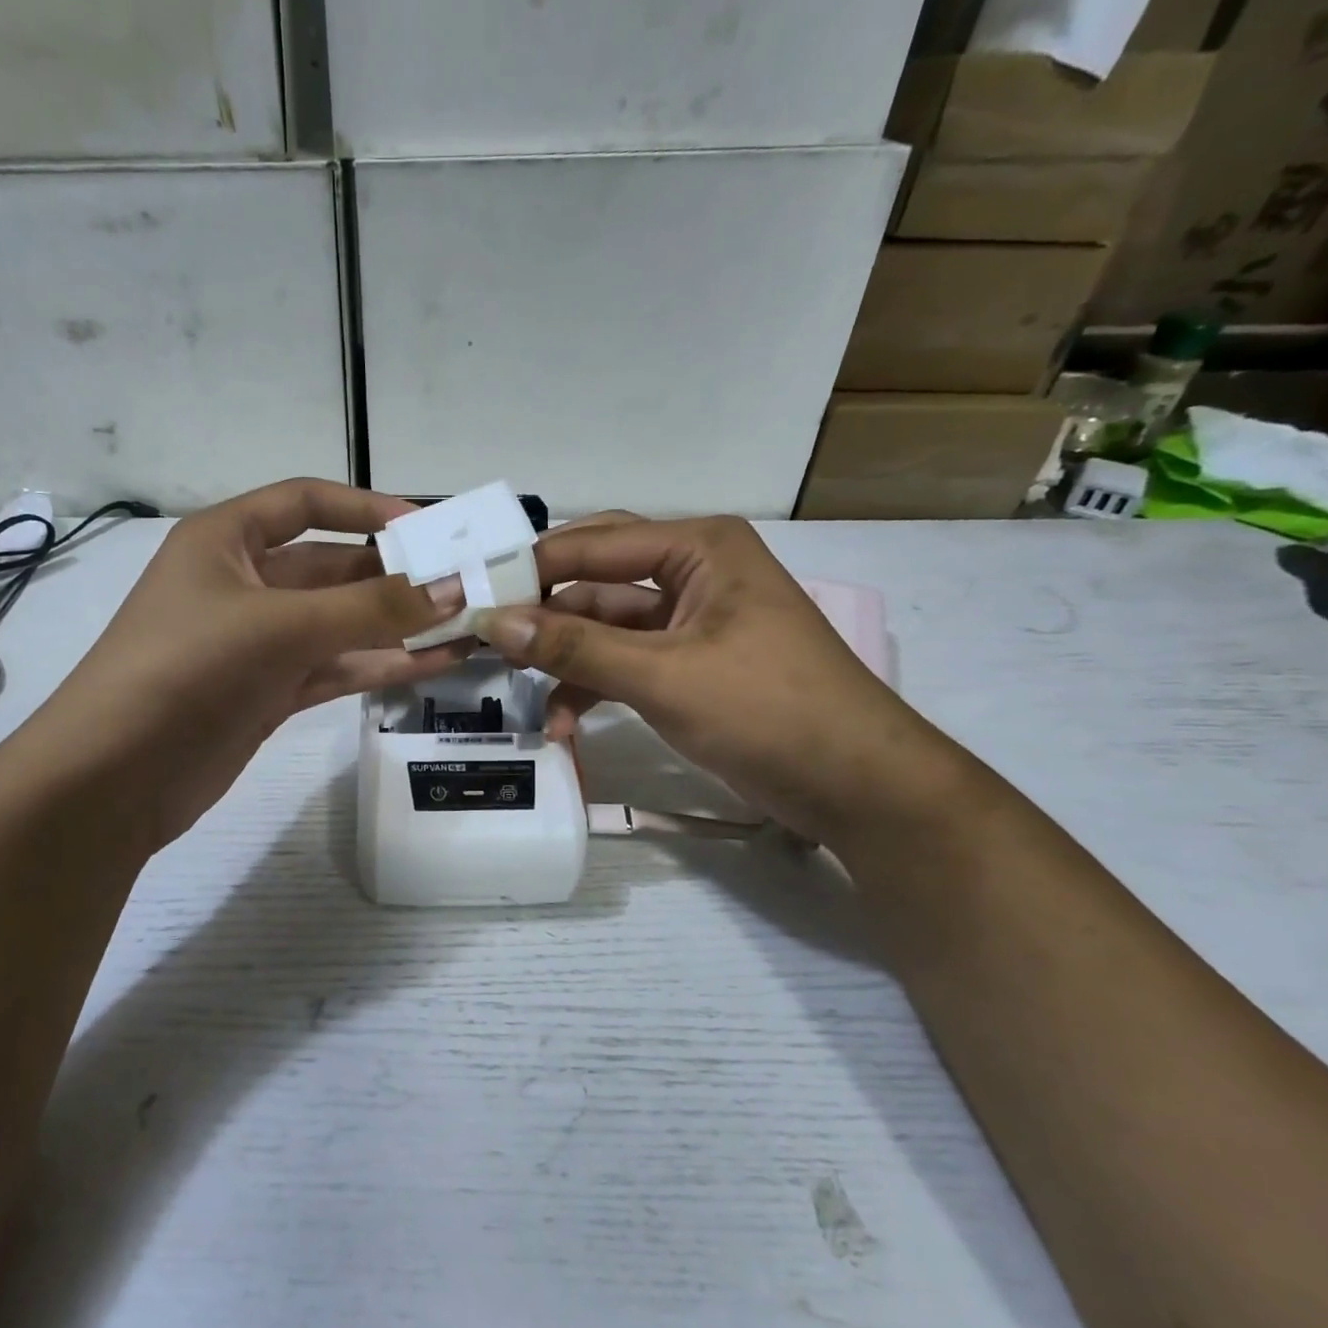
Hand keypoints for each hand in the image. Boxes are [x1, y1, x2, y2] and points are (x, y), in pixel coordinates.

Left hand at [13, 480, 465, 851]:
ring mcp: (258, 643)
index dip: (365, 507)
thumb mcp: (280, 626)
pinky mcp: (269, 692)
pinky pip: (335, 668)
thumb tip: (454, 590)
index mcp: (226, 540)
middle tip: (465, 584)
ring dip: (397, 626)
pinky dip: (379, 666)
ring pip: (340, 624)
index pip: (304, 502)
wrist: (115, 777)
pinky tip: (433, 665)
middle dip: (394, 575)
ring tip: (466, 626)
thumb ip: (370, 608)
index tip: (426, 527)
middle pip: (331, 568)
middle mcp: (243, 583)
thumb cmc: (186, 670)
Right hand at [472, 514, 964, 848]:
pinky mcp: (689, 667)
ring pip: (604, 629)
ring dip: (565, 662)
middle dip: (544, 616)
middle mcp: (692, 573)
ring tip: (521, 693)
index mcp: (698, 548)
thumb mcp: (663, 674)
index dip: (530, 569)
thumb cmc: (766, 710)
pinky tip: (564, 724)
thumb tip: (491, 620)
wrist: (855, 785)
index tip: (472, 596)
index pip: (593, 543)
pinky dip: (593, 689)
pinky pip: (624, 664)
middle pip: (595, 583)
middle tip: (484, 641)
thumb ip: (574, 645)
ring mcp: (690, 623)